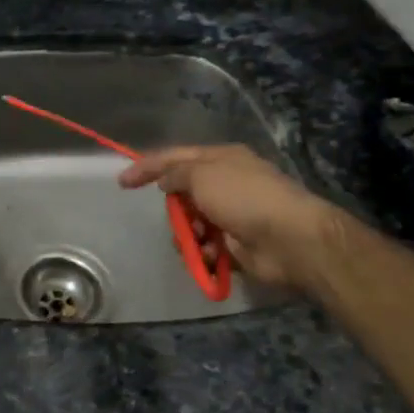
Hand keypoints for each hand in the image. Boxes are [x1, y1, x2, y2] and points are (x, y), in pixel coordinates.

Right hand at [119, 146, 340, 291]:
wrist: (290, 239)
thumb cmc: (244, 197)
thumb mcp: (202, 175)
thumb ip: (176, 174)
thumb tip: (165, 182)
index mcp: (221, 159)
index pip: (175, 158)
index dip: (147, 167)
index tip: (122, 183)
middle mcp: (227, 183)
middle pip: (184, 193)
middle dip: (174, 208)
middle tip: (175, 218)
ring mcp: (233, 215)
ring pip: (193, 223)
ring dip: (188, 233)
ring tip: (194, 240)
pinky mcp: (237, 244)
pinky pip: (207, 247)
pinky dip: (203, 252)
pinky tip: (209, 255)